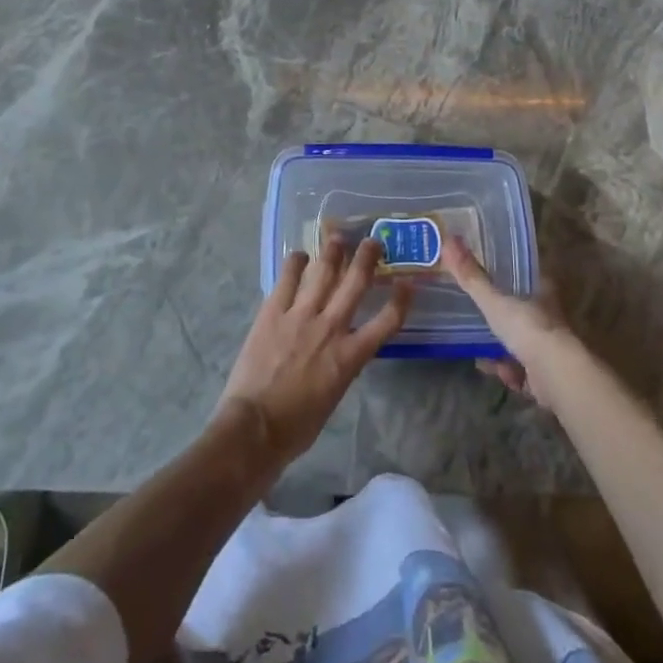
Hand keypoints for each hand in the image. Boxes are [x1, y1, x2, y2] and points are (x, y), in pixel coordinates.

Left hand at [216, 235, 411, 471]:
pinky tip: (299, 255)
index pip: (386, 323)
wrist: (255, 427)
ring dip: (332, 251)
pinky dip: (295, 263)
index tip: (407, 283)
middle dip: (367, 259)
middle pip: (355, 284)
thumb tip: (341, 350)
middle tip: (373, 241)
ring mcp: (300, 315)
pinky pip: (288, 278)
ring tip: (338, 236)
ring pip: (323, 273)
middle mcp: (330, 328)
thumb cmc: (297, 425)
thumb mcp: (333, 396)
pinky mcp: (273, 311)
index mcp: (350, 356)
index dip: (401, 300)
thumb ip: (341, 366)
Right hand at [439, 235, 574, 408]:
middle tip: (474, 314)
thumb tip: (449, 240)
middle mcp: (548, 316)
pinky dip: (505, 370)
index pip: (524, 277)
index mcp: (542, 292)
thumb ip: (471, 277)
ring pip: (520, 342)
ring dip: (500, 347)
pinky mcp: (546, 374)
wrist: (555, 375)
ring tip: (477, 346)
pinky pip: (520, 369)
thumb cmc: (527, 328)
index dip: (507, 276)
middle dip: (499, 317)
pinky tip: (489, 368)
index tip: (485, 276)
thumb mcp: (493, 301)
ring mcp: (548, 346)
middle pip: (520, 310)